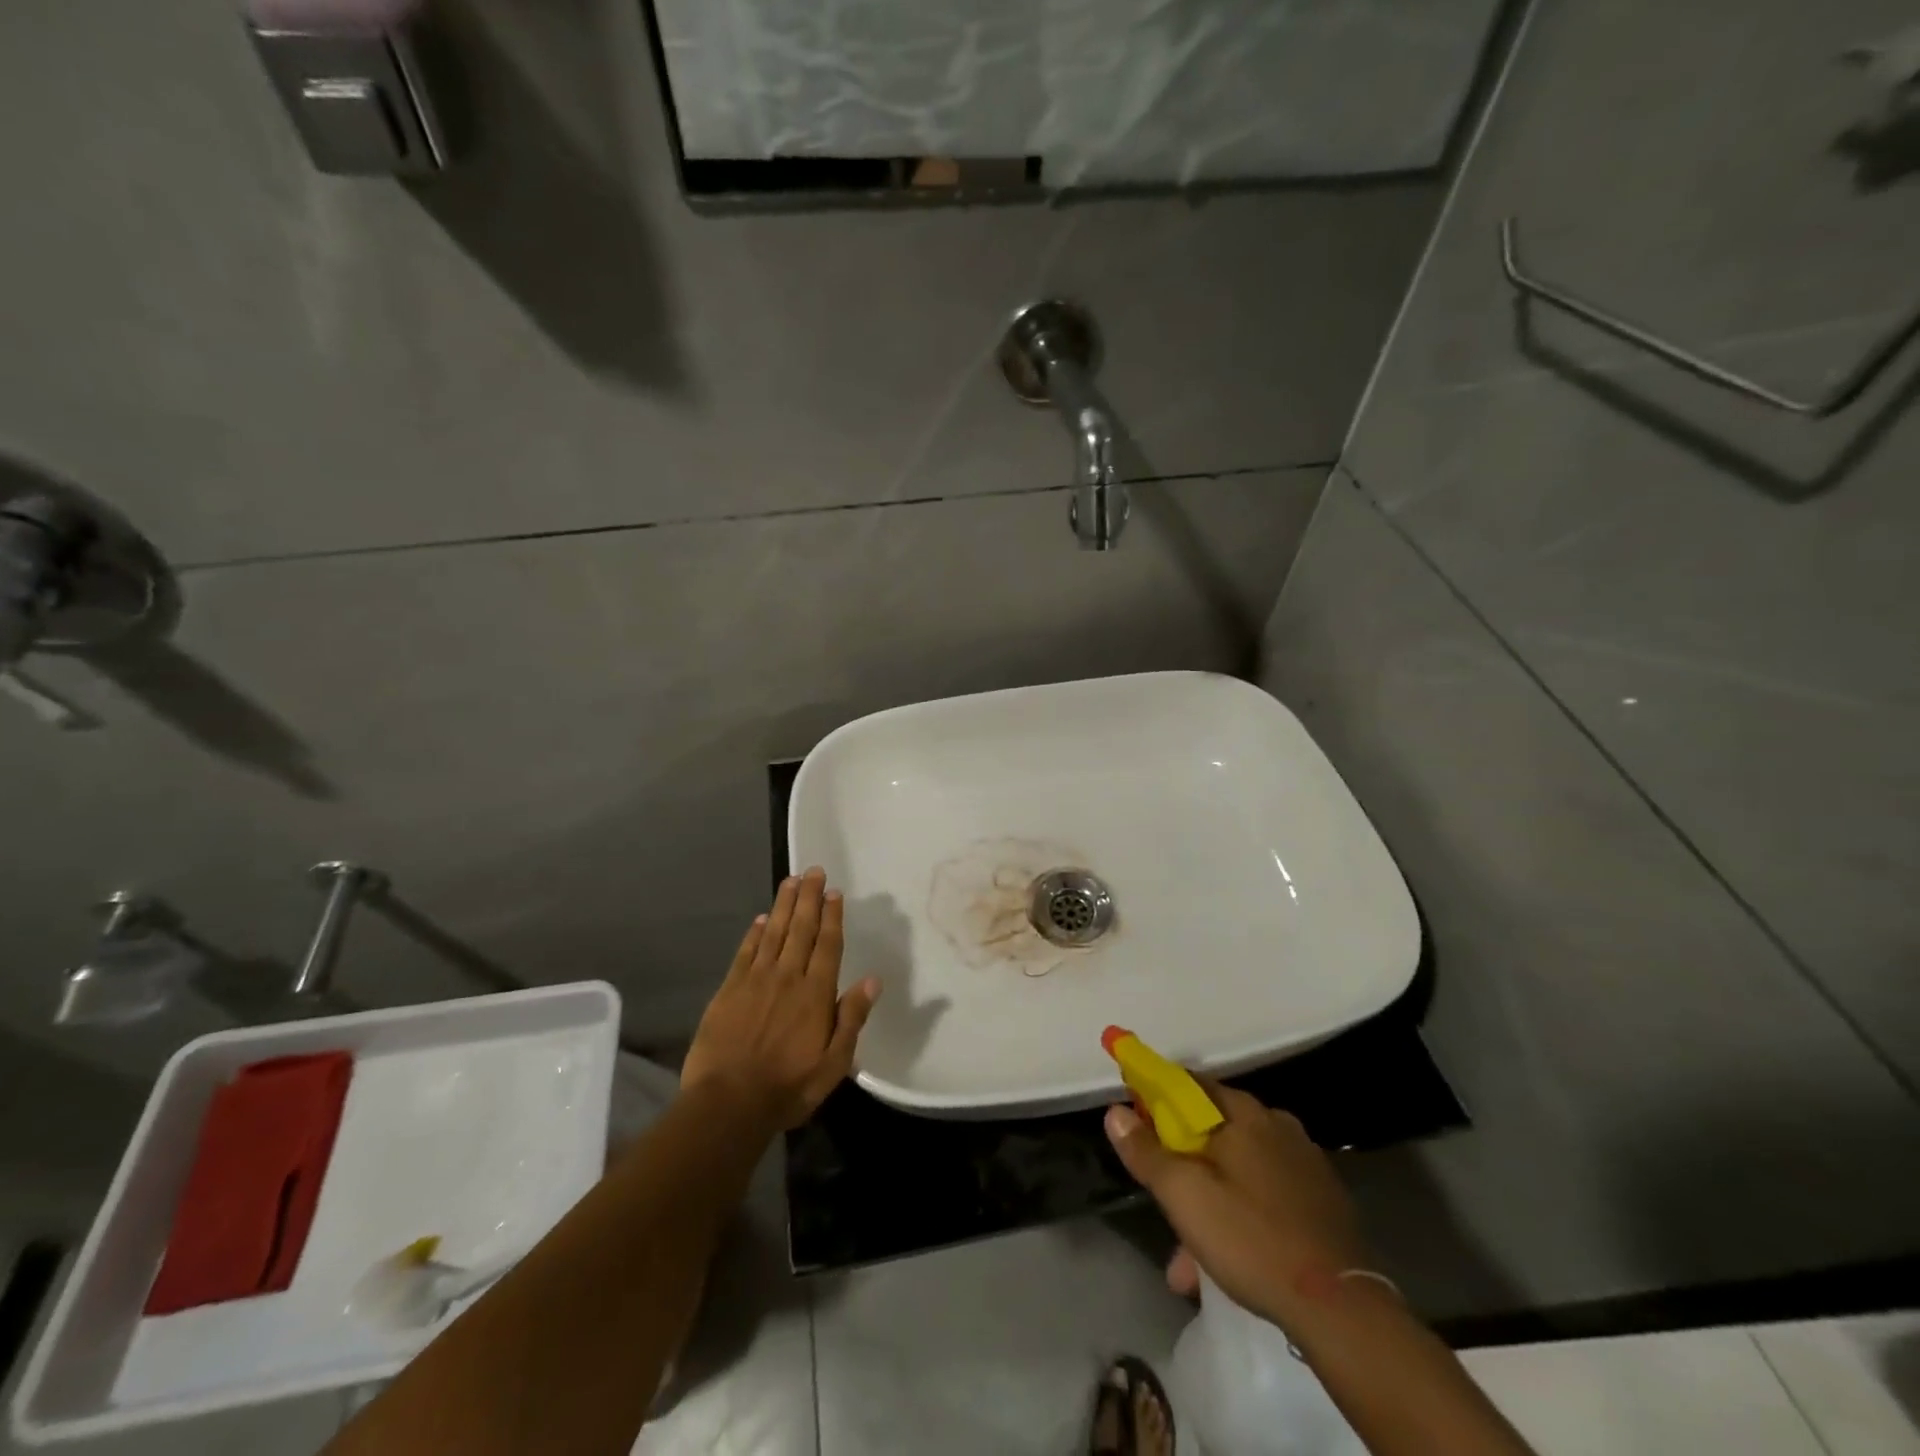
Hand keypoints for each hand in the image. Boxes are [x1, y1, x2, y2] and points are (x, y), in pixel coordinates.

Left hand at [682, 868, 880, 1133]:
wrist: (728, 1103)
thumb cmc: (788, 1087)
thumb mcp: (834, 1063)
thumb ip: (852, 1019)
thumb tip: (872, 980)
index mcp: (816, 993)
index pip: (828, 945)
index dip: (833, 916)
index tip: (835, 892)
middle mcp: (788, 977)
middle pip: (801, 929)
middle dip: (810, 898)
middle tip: (814, 871)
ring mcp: (756, 980)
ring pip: (774, 933)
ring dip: (784, 905)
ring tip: (791, 881)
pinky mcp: (729, 990)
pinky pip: (745, 952)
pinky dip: (754, 933)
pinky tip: (760, 918)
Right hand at [1104, 1081, 1368, 1324]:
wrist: (1342, 1309)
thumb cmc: (1252, 1238)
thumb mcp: (1184, 1196)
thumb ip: (1146, 1152)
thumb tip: (1115, 1112)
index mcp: (1243, 1113)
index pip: (1188, 1085)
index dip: (1157, 1097)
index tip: (1136, 1120)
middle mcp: (1276, 1124)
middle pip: (1213, 1131)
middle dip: (1183, 1164)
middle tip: (1164, 1200)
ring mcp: (1304, 1163)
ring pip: (1239, 1170)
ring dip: (1210, 1201)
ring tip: (1189, 1259)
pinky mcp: (1323, 1201)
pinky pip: (1267, 1196)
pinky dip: (1243, 1215)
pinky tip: (1231, 1260)